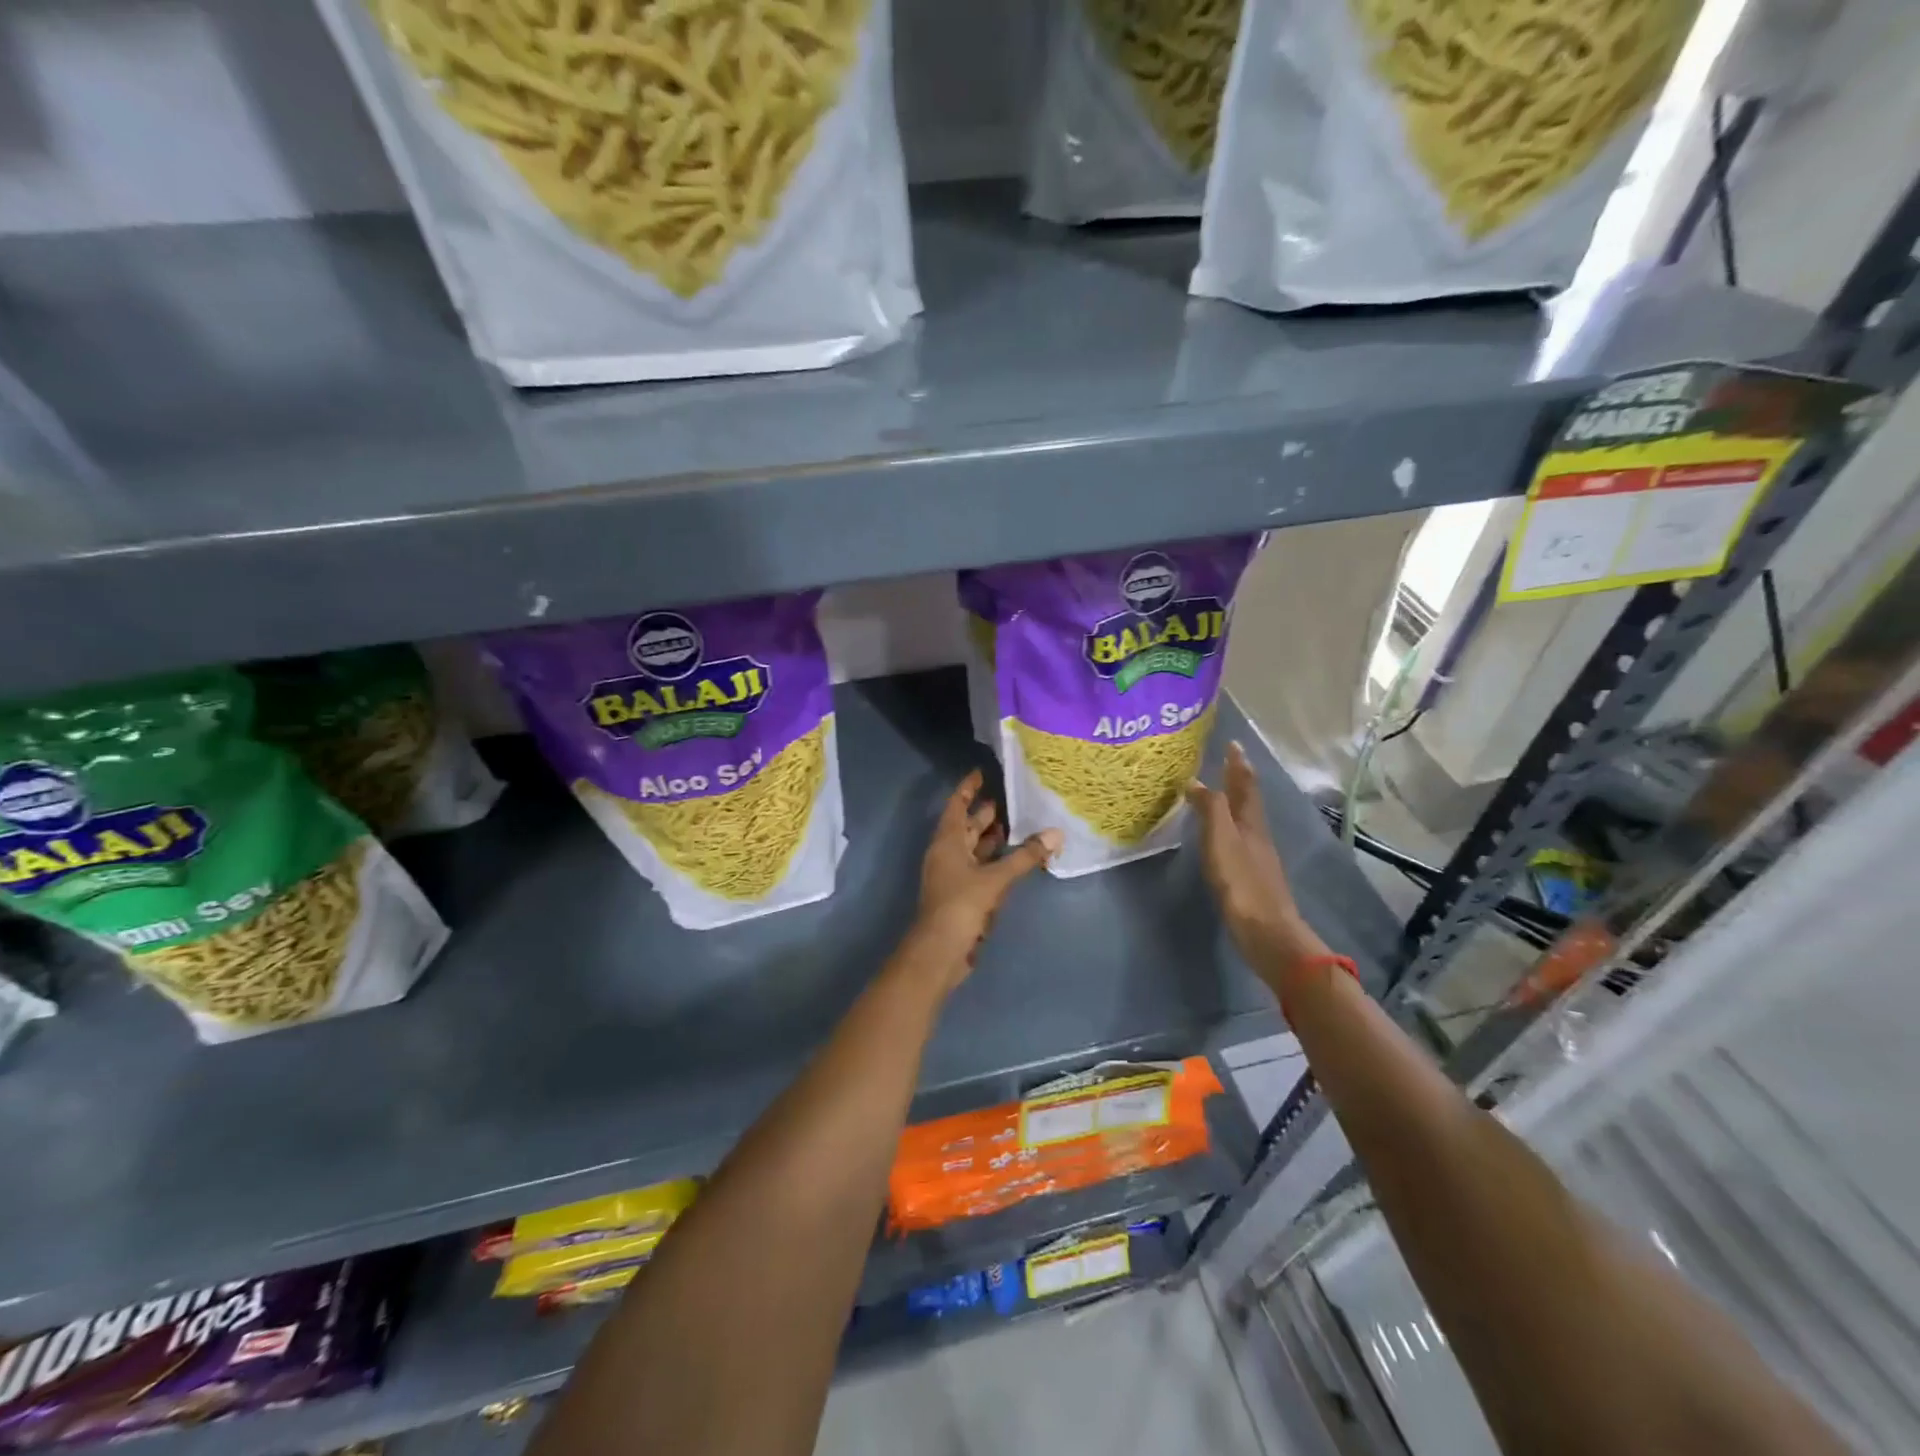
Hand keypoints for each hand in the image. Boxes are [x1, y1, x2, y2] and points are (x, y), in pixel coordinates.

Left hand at [911, 770, 1060, 985]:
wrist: (940, 951)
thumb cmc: (961, 906)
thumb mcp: (996, 879)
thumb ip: (1025, 856)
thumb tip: (1055, 834)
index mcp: (947, 842)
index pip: (957, 805)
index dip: (968, 789)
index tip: (982, 773)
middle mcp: (947, 854)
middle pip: (965, 826)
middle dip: (984, 813)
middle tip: (1010, 798)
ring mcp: (953, 876)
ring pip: (973, 849)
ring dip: (991, 838)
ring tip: (1016, 824)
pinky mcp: (962, 895)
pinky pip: (980, 869)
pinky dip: (995, 861)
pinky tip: (1015, 860)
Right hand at [1186, 742, 1330, 992]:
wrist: (1266, 931)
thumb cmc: (1241, 882)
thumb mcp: (1221, 840)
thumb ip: (1210, 809)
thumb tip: (1197, 782)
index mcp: (1250, 822)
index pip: (1245, 785)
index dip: (1238, 764)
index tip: (1233, 744)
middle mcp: (1257, 834)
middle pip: (1249, 800)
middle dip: (1239, 779)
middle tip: (1227, 761)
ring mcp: (1257, 856)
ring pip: (1246, 819)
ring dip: (1235, 802)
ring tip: (1221, 793)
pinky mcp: (1252, 876)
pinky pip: (1240, 839)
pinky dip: (1230, 827)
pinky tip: (1223, 836)